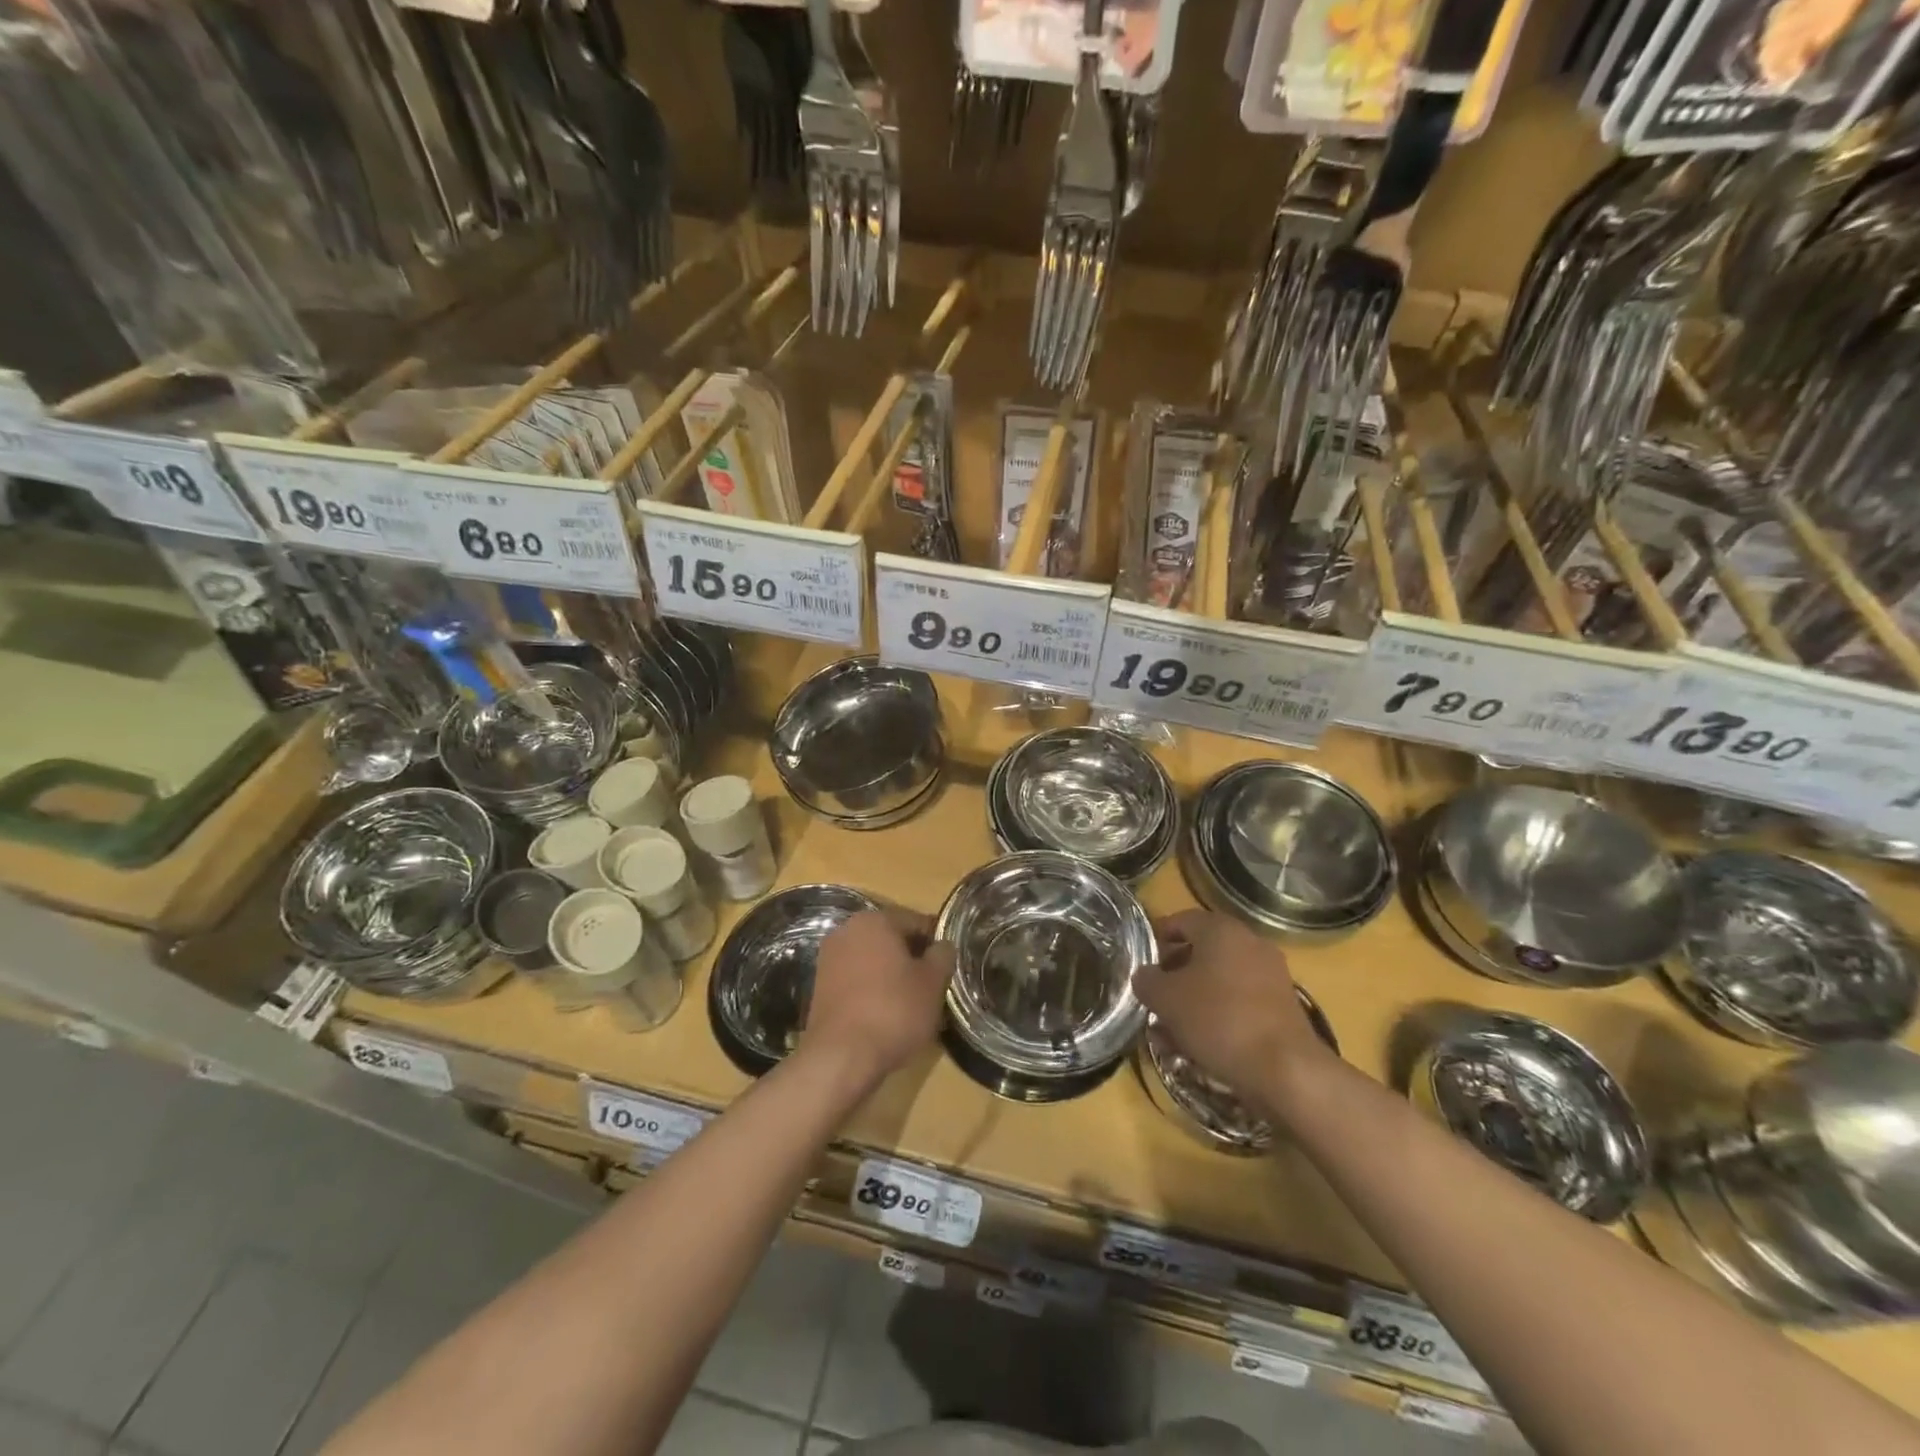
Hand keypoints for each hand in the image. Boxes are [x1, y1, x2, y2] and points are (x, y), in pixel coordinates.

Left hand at [802, 909, 953, 1090]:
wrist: (841, 1057)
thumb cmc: (894, 1011)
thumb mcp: (932, 982)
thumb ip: (942, 955)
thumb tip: (942, 946)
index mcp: (875, 920)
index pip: (916, 921)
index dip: (936, 942)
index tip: (948, 966)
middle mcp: (847, 930)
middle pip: (892, 939)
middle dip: (912, 959)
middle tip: (932, 986)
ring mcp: (829, 958)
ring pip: (873, 960)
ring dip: (892, 975)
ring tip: (911, 1004)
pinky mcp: (820, 986)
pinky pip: (856, 979)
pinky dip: (872, 990)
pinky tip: (886, 1015)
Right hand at [1132, 910, 1337, 1115]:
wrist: (1286, 1070)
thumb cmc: (1219, 1020)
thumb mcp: (1166, 999)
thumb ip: (1147, 981)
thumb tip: (1145, 976)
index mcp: (1221, 929)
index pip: (1181, 920)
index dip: (1157, 938)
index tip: (1142, 962)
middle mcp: (1250, 943)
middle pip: (1201, 951)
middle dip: (1175, 975)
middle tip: (1154, 998)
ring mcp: (1271, 975)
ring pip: (1219, 981)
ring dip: (1194, 1000)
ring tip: (1172, 1030)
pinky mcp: (1283, 1007)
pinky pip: (1240, 1002)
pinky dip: (1219, 1016)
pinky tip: (1200, 1045)